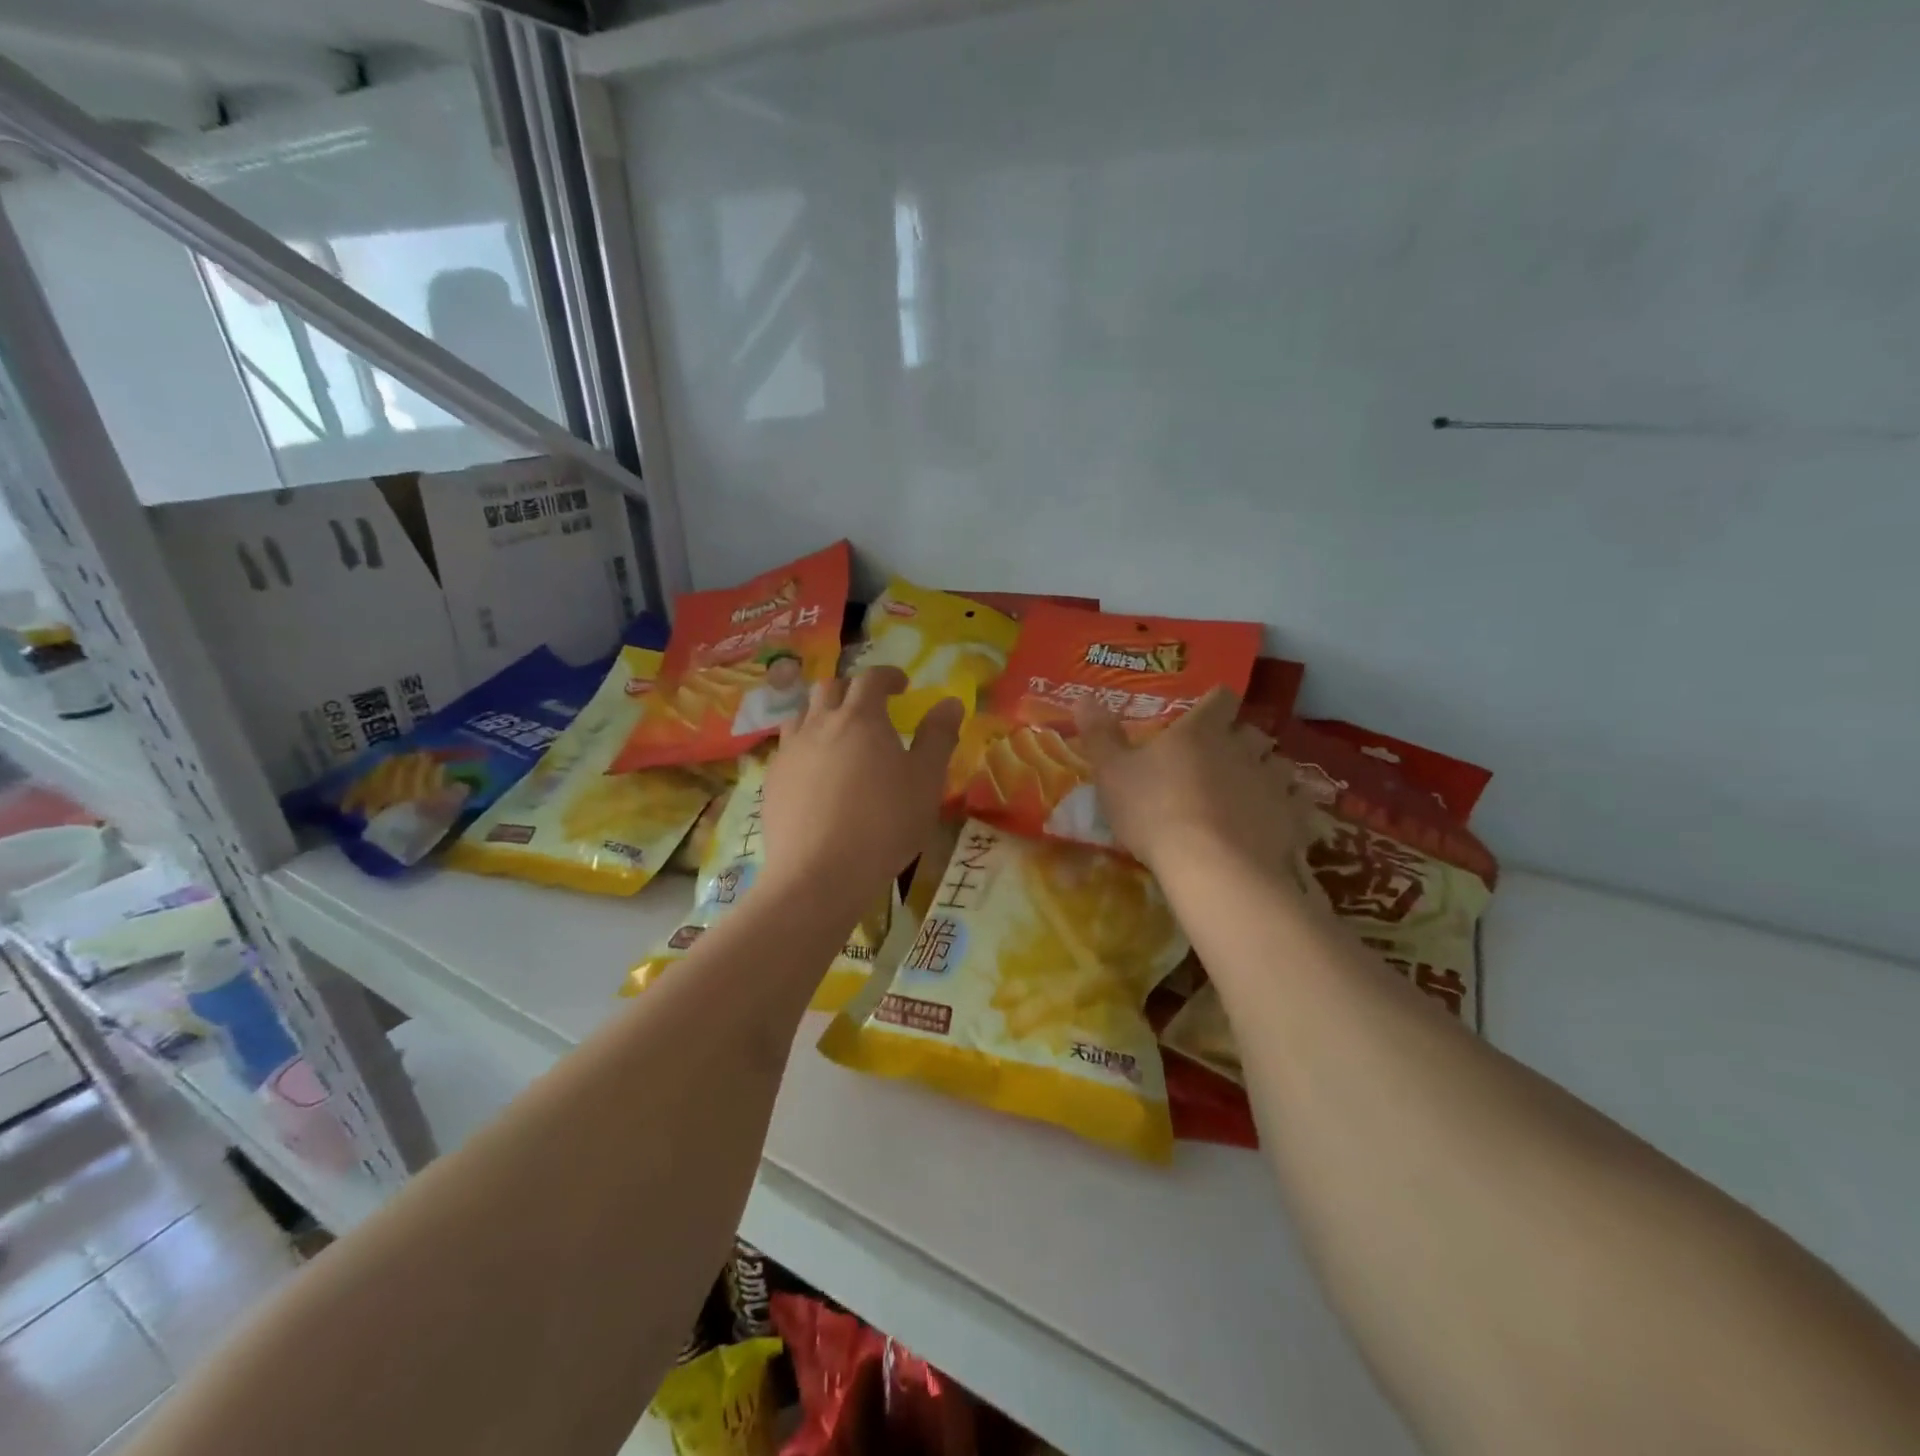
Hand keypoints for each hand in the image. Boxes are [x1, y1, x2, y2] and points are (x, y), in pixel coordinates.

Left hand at [760, 667, 962, 906]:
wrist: (819, 873)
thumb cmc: (884, 823)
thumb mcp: (925, 781)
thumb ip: (938, 737)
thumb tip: (950, 702)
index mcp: (860, 717)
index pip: (872, 678)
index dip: (888, 676)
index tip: (902, 685)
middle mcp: (820, 723)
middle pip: (830, 688)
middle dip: (853, 689)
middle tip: (871, 707)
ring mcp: (790, 751)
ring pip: (802, 713)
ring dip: (823, 712)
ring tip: (839, 733)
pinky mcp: (772, 780)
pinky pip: (787, 747)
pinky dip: (805, 745)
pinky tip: (816, 771)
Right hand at [1073, 688, 1308, 881]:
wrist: (1211, 866)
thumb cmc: (1154, 811)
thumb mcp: (1112, 773)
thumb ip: (1100, 734)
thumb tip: (1084, 695)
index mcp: (1201, 731)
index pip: (1220, 699)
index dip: (1216, 703)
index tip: (1208, 713)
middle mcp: (1242, 747)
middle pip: (1252, 731)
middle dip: (1241, 740)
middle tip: (1223, 758)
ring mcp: (1271, 781)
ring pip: (1279, 765)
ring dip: (1266, 772)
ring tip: (1251, 790)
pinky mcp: (1292, 817)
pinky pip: (1298, 803)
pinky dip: (1288, 808)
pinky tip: (1277, 821)